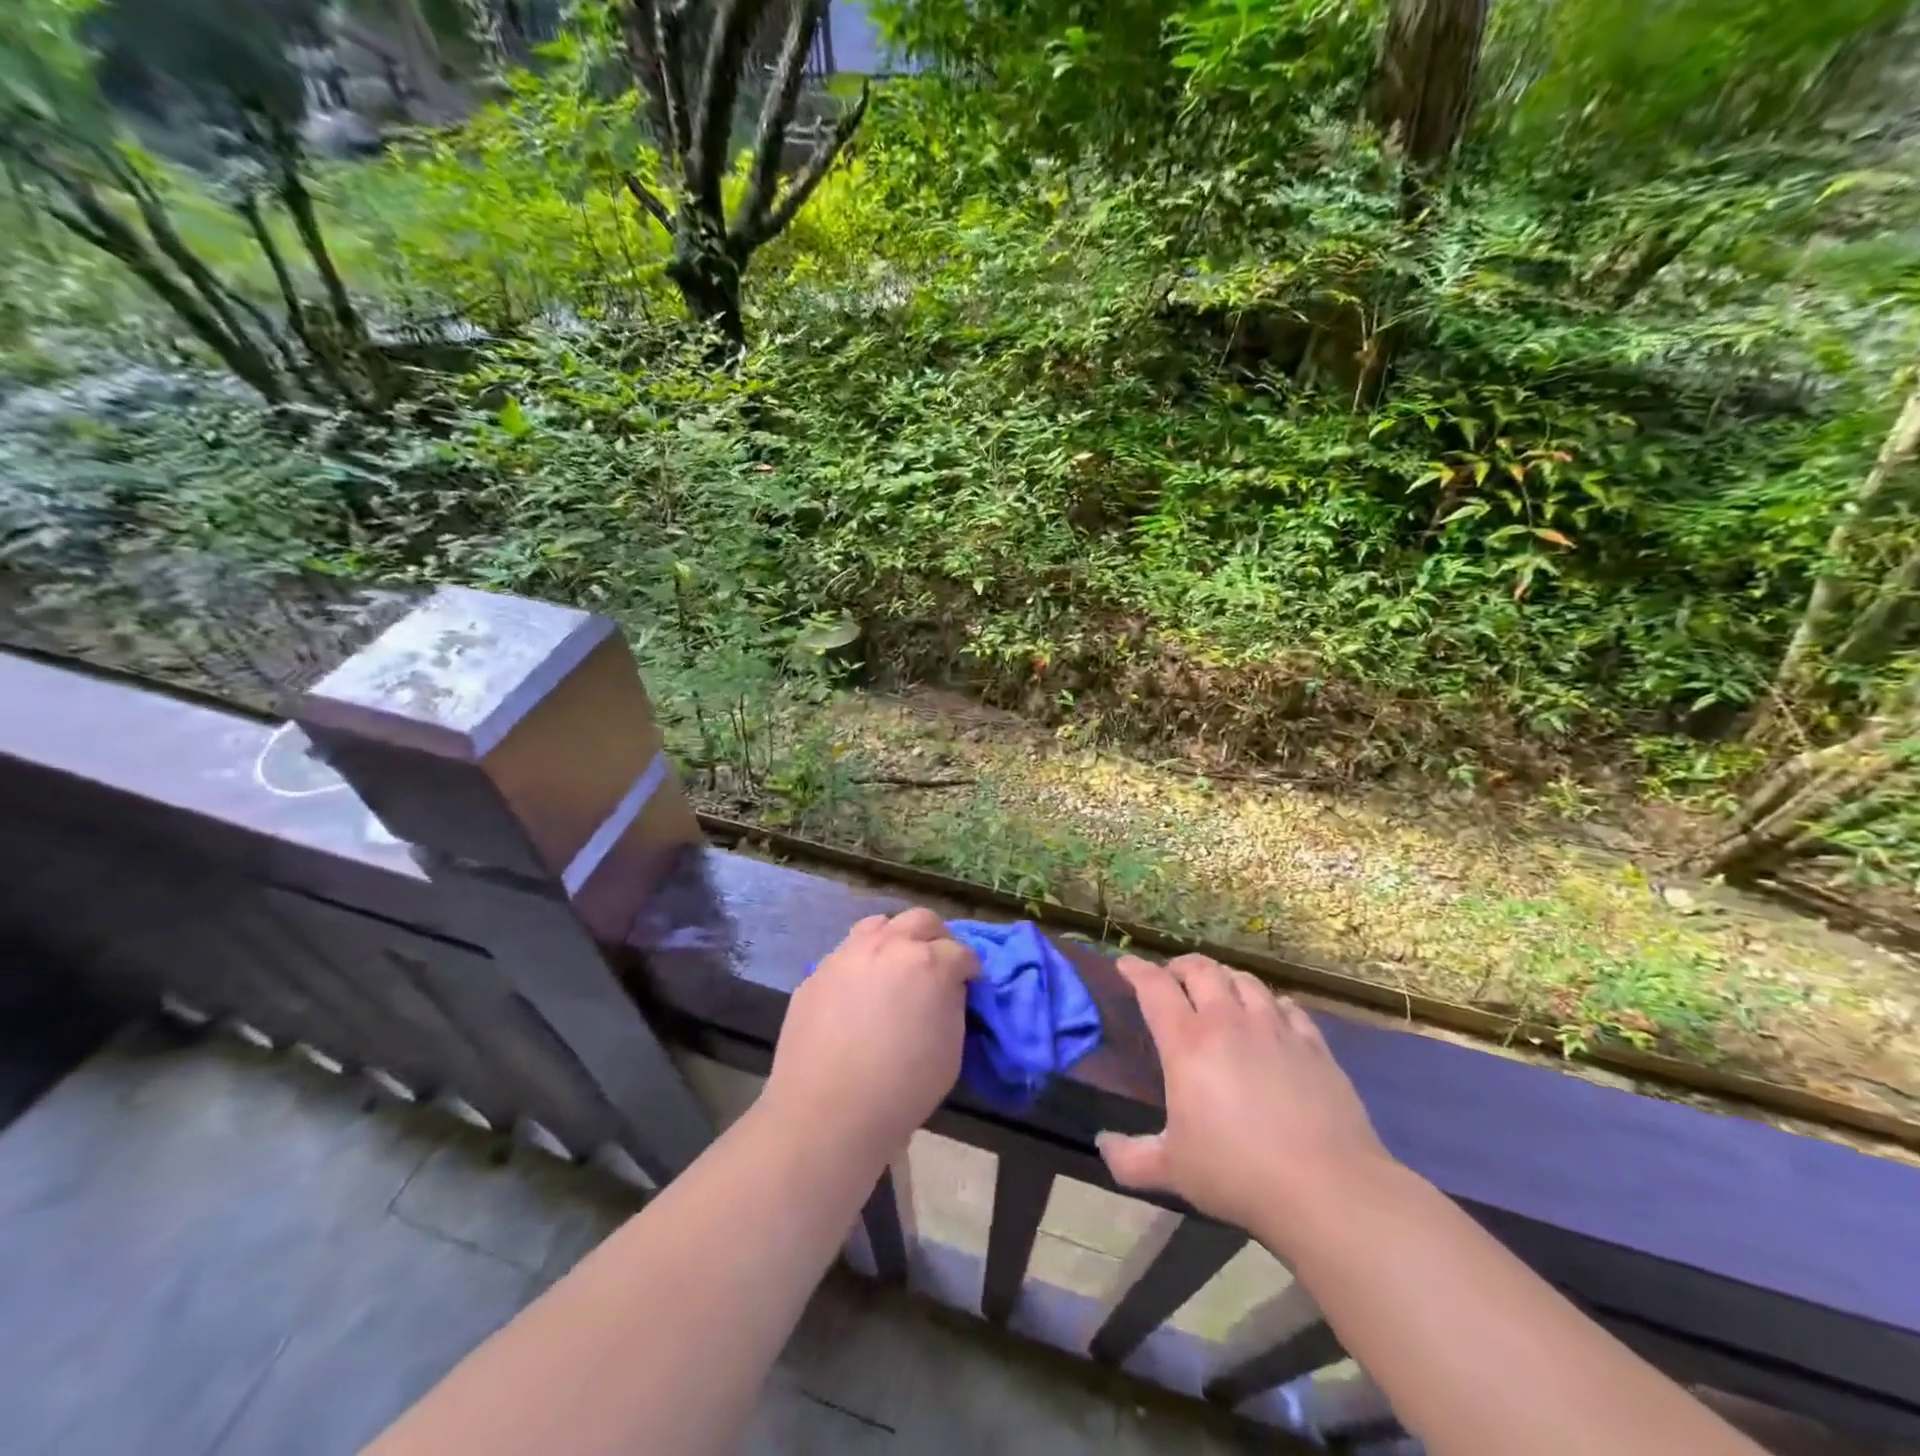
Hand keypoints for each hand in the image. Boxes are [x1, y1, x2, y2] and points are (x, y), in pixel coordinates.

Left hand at [761, 908, 978, 1164]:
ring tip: (895, 967)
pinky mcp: (818, 971)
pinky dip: (861, 964)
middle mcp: (889, 946)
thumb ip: (952, 1005)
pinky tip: (858, 993)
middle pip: (921, 920)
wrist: (828, 1113)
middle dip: (937, 939)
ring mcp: (848, 954)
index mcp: (930, 963)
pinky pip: (846, 954)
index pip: (962, 951)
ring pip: (879, 925)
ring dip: (895, 939)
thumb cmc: (902, 1089)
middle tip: (937, 966)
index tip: (969, 984)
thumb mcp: (950, 1050)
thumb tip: (947, 989)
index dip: (969, 969)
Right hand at [1096, 954, 1395, 1242]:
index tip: (1125, 964)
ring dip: (1224, 978)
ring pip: (1245, 980)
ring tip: (1219, 991)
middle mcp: (1228, 1022)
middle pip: (1202, 969)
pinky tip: (1270, 1016)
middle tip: (1173, 978)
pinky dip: (1269, 1002)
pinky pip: (1287, 1006)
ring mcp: (1275, 1028)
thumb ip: (1130, 1158)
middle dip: (1181, 966)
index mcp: (1187, 1043)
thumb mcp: (1172, 1170)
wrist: (1327, 1188)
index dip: (1136, 970)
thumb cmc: (1237, 1173)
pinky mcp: (1313, 1044)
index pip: (1154, 987)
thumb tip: (1102, 1144)